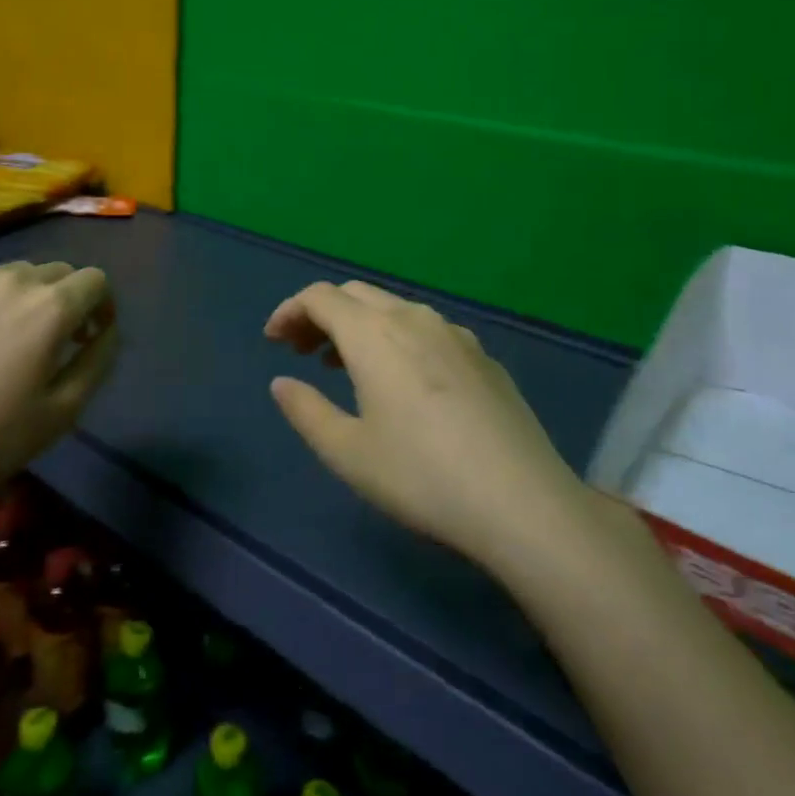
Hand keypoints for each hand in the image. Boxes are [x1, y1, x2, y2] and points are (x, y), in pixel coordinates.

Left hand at [0, 261, 117, 534]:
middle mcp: (10, 282)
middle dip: (67, 299)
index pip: (95, 279)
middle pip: (55, 272)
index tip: (92, 336)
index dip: (103, 305)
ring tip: (8, 342)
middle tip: (55, 341)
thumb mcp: (63, 411)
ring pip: (12, 276)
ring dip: (25, 299)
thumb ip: (98, 361)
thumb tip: (108, 331)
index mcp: (50, 307)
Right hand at [264, 280, 585, 564]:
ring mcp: (455, 334)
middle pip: (355, 294)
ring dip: (358, 325)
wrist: (522, 501)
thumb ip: (305, 410)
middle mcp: (414, 318)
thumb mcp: (347, 452)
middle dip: (320, 314)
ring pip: (393, 308)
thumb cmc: (421, 476)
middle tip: (300, 351)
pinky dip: (395, 337)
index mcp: (374, 333)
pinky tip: (401, 380)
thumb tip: (282, 383)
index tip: (272, 341)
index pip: (320, 297)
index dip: (289, 311)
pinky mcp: (483, 356)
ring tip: (343, 364)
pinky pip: (426, 329)